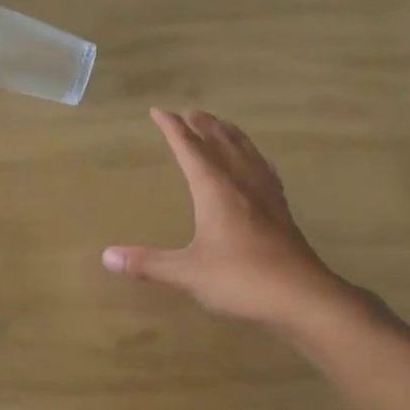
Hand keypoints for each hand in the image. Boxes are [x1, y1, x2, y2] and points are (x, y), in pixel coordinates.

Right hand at [102, 109, 363, 333]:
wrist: (303, 297)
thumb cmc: (241, 280)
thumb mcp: (187, 273)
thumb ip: (147, 263)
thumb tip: (107, 257)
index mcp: (216, 191)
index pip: (190, 150)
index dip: (172, 129)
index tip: (158, 111)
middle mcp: (242, 184)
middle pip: (222, 143)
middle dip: (204, 126)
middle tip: (191, 113)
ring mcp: (267, 197)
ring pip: (247, 153)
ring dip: (231, 135)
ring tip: (221, 127)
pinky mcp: (282, 212)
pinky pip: (265, 171)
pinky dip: (254, 158)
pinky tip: (256, 166)